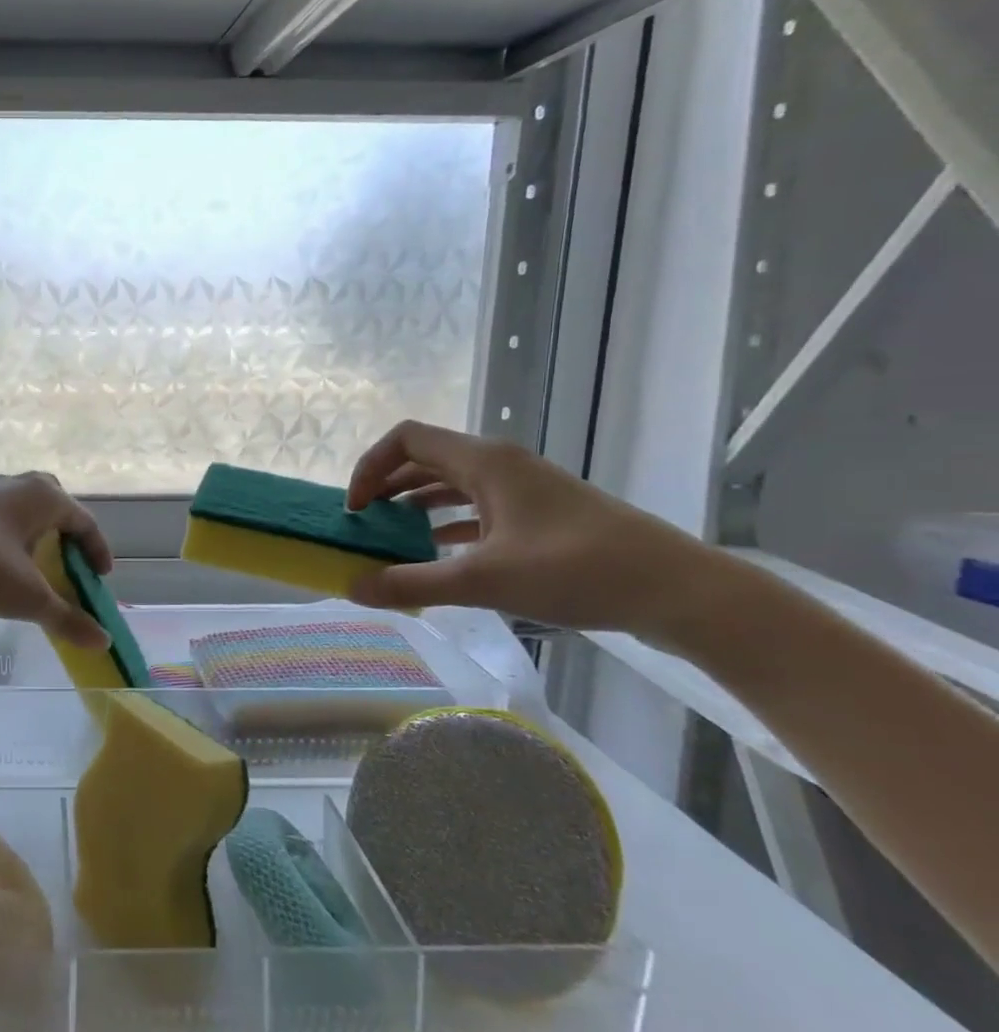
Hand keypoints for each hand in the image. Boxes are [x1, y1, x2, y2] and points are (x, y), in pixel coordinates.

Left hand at [0, 473, 114, 649]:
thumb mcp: (27, 598)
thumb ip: (67, 618)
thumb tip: (103, 642)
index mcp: (42, 496)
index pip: (83, 521)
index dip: (97, 551)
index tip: (100, 579)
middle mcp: (14, 485)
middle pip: (53, 506)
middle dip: (66, 536)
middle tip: (69, 567)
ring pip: (20, 512)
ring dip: (34, 538)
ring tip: (34, 571)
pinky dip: (7, 541)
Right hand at [344, 420, 718, 637]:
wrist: (679, 591)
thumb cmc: (577, 570)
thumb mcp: (483, 580)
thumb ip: (411, 582)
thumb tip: (351, 588)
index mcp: (484, 462)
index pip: (405, 439)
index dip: (369, 467)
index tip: (354, 510)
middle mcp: (500, 465)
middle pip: (425, 460)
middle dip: (386, 489)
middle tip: (362, 527)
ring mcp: (523, 490)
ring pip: (450, 486)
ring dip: (414, 508)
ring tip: (388, 542)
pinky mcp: (539, 517)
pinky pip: (476, 510)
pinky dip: (446, 526)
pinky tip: (434, 557)